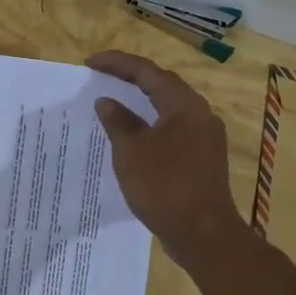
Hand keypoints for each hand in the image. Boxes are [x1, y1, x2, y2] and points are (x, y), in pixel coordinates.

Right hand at [87, 50, 248, 267]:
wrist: (203, 233)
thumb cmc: (164, 187)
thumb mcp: (132, 152)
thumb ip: (119, 122)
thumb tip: (107, 101)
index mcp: (184, 105)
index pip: (148, 72)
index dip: (118, 63)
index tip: (90, 62)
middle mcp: (200, 114)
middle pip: (163, 84)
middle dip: (132, 76)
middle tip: (102, 74)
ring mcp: (205, 136)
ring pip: (170, 107)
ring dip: (143, 100)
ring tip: (116, 99)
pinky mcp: (203, 157)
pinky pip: (174, 127)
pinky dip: (152, 122)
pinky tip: (136, 133)